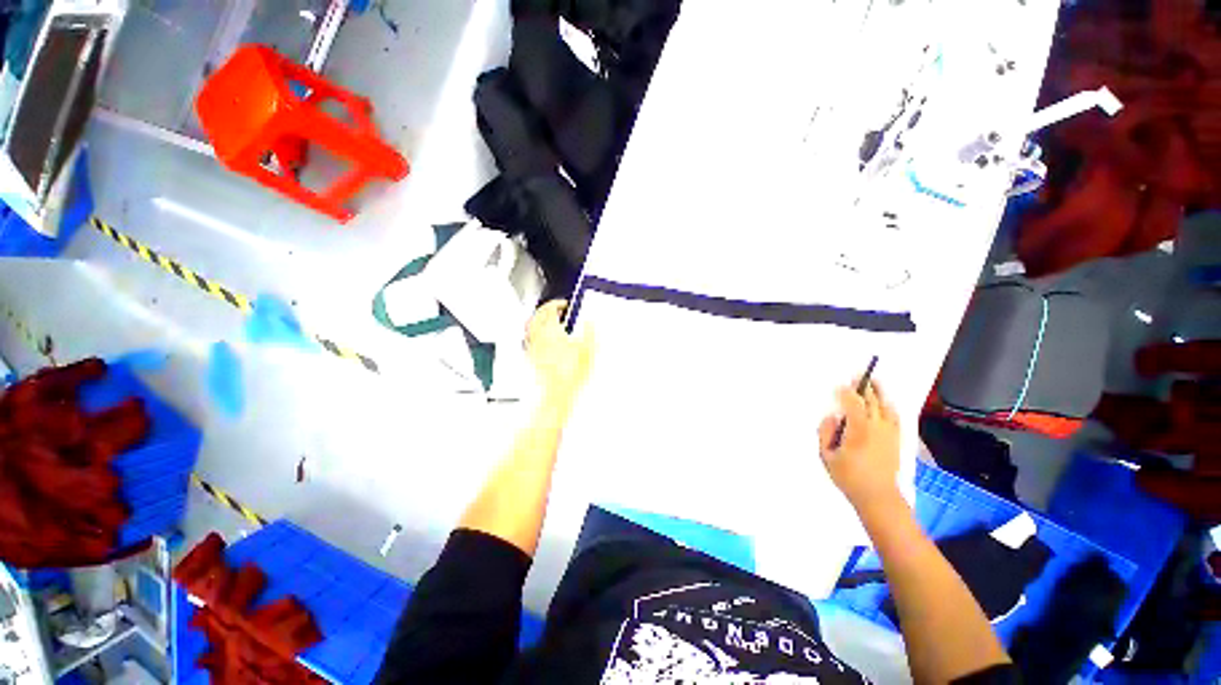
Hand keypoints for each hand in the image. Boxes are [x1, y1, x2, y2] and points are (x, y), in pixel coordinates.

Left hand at [526, 300, 593, 406]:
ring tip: (547, 321)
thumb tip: (589, 322)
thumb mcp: (588, 350)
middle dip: (546, 309)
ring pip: (531, 327)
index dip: (557, 303)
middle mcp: (539, 337)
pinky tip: (541, 339)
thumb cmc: (569, 374)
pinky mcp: (530, 358)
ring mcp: (533, 347)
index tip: (563, 304)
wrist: (555, 393)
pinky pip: (530, 340)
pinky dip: (535, 334)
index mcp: (552, 330)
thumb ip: (589, 332)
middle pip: (537, 316)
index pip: (550, 309)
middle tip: (555, 310)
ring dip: (538, 320)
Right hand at [818, 378, 901, 510]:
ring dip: (879, 392)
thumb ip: (825, 433)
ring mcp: (889, 433)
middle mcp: (877, 427)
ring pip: (886, 406)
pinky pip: (895, 417)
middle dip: (863, 387)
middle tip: (857, 375)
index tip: (840, 385)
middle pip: (871, 401)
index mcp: (858, 429)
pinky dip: (890, 406)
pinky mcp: (896, 439)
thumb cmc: (849, 476)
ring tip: (874, 381)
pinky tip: (886, 402)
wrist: (879, 497)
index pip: (853, 403)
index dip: (846, 392)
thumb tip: (832, 417)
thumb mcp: (826, 456)